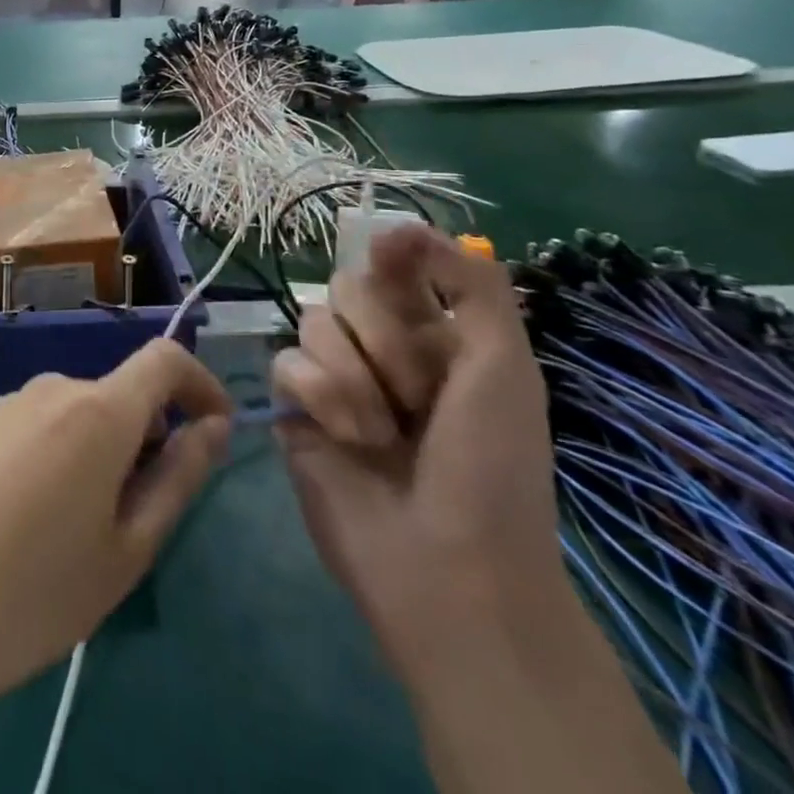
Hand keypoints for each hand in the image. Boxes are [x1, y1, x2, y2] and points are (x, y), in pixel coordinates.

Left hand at [0, 340, 231, 711]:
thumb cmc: (37, 592)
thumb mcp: (128, 549)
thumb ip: (178, 477)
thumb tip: (212, 426)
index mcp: (98, 411)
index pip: (164, 358)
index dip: (199, 383)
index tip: (212, 429)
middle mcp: (52, 387)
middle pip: (117, 396)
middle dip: (142, 441)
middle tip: (131, 522)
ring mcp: (5, 401)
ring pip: (74, 415)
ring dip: (94, 453)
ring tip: (71, 533)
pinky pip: (33, 426)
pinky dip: (52, 455)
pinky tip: (21, 521)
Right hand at [271, 224, 564, 676]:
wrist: (448, 566)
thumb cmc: (490, 467)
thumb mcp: (506, 368)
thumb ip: (471, 285)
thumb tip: (406, 227)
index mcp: (434, 335)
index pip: (395, 266)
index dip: (392, 256)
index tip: (392, 256)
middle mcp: (380, 348)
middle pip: (346, 287)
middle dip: (382, 336)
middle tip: (417, 394)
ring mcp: (334, 377)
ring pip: (314, 321)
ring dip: (354, 376)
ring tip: (381, 432)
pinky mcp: (294, 406)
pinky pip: (287, 362)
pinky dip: (321, 395)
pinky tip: (346, 437)